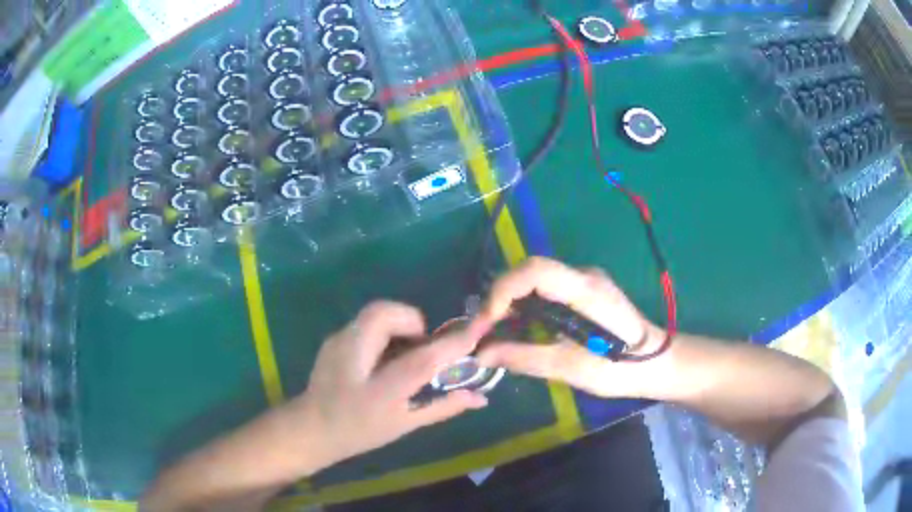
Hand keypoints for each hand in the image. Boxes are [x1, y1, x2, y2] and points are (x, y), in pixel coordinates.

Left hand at [290, 301, 488, 470]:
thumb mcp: (404, 425)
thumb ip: (443, 407)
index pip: (419, 362)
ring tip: (401, 352)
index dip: (450, 345)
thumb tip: (480, 398)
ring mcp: (337, 343)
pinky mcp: (333, 337)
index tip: (476, 330)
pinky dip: (384, 330)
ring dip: (398, 324)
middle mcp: (352, 360)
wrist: (312, 427)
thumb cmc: (361, 432)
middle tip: (420, 345)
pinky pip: (366, 321)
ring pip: (375, 312)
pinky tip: (381, 355)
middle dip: (412, 321)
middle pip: (384, 314)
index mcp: (375, 392)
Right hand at [476, 257, 666, 397]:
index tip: (488, 322)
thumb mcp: (569, 368)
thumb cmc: (618, 368)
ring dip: (510, 300)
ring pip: (536, 278)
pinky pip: (546, 288)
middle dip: (501, 296)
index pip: (535, 270)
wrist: (655, 363)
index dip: (504, 290)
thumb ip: (523, 357)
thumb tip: (480, 354)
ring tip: (495, 330)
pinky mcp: (585, 290)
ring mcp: (585, 280)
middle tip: (483, 329)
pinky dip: (525, 304)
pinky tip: (519, 327)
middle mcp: (584, 275)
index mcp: (585, 290)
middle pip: (530, 271)